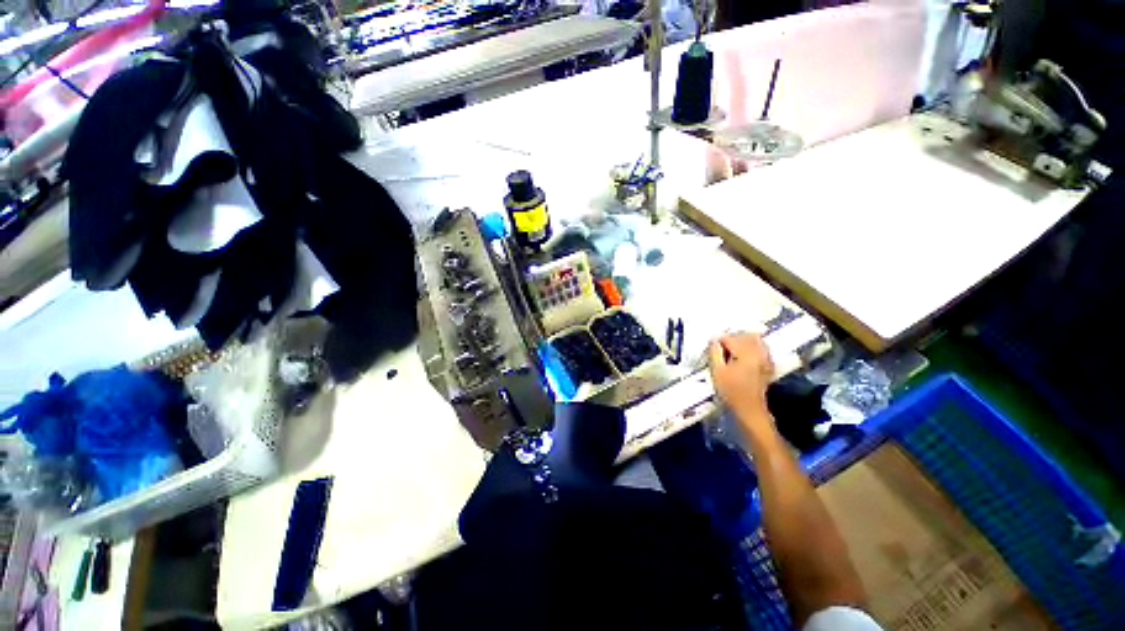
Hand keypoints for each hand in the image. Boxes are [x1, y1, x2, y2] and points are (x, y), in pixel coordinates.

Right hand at [709, 333, 774, 418]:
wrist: (749, 408)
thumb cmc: (731, 391)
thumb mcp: (717, 371)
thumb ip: (715, 353)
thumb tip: (714, 341)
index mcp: (745, 353)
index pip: (730, 338)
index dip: (719, 341)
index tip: (712, 347)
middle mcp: (758, 353)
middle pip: (745, 336)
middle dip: (732, 338)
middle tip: (721, 347)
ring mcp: (766, 359)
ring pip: (756, 340)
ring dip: (743, 341)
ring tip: (732, 350)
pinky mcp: (768, 365)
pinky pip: (762, 349)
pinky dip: (753, 348)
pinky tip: (745, 355)